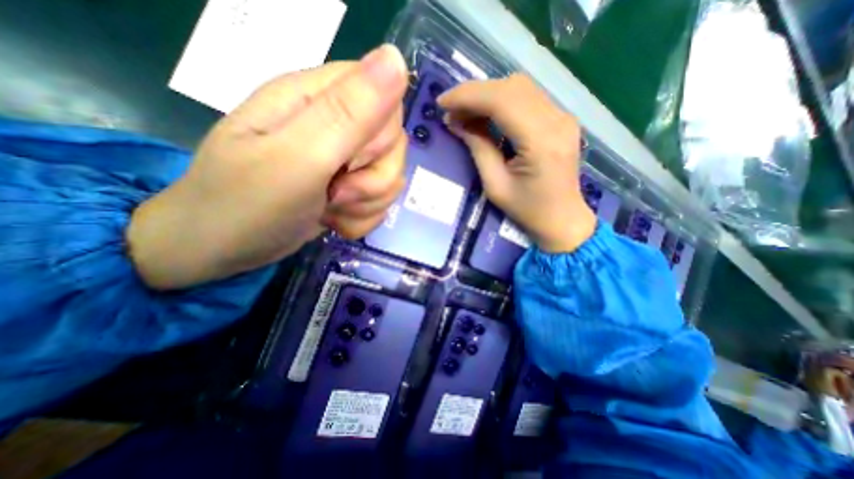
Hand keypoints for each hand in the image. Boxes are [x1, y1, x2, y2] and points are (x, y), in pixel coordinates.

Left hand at [126, 45, 407, 290]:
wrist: (222, 249)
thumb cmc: (248, 203)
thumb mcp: (297, 157)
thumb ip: (348, 112)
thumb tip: (396, 58)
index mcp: (318, 98)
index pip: (385, 98)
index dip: (378, 137)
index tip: (349, 162)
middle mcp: (337, 125)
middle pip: (394, 144)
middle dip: (374, 179)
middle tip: (336, 192)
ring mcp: (344, 160)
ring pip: (391, 177)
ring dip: (368, 203)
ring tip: (331, 209)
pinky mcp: (349, 188)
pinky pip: (380, 201)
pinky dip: (362, 217)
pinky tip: (335, 221)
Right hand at [437, 73, 595, 254]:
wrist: (563, 219)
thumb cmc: (527, 210)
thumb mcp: (495, 185)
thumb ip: (478, 148)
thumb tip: (456, 121)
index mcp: (540, 141)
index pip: (501, 100)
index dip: (468, 96)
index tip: (442, 103)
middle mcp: (557, 120)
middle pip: (511, 87)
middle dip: (475, 94)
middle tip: (451, 110)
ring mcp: (563, 116)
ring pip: (520, 87)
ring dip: (488, 95)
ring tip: (465, 113)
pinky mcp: (561, 119)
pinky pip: (528, 98)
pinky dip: (502, 101)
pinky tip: (486, 115)